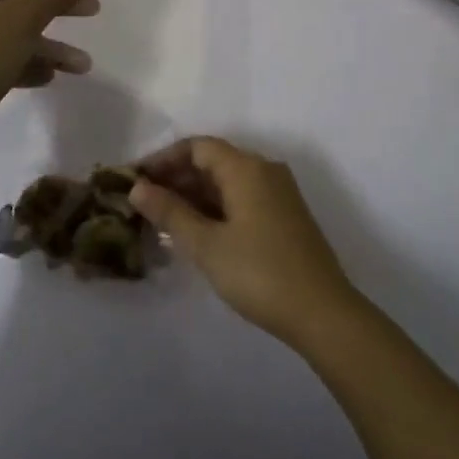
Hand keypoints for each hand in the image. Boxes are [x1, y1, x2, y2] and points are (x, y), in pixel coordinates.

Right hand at [131, 137, 359, 348]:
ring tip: (163, 219)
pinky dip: (215, 207)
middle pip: (213, 160)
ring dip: (195, 194)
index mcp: (246, 167)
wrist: (323, 313)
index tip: (135, 178)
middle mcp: (264, 170)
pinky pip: (241, 197)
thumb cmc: (259, 272)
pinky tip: (196, 231)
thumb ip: (171, 212)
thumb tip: (137, 188)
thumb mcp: (207, 244)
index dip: (163, 158)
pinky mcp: (284, 215)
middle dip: (176, 177)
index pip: (197, 146)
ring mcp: (278, 193)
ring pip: (227, 181)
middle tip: (143, 202)